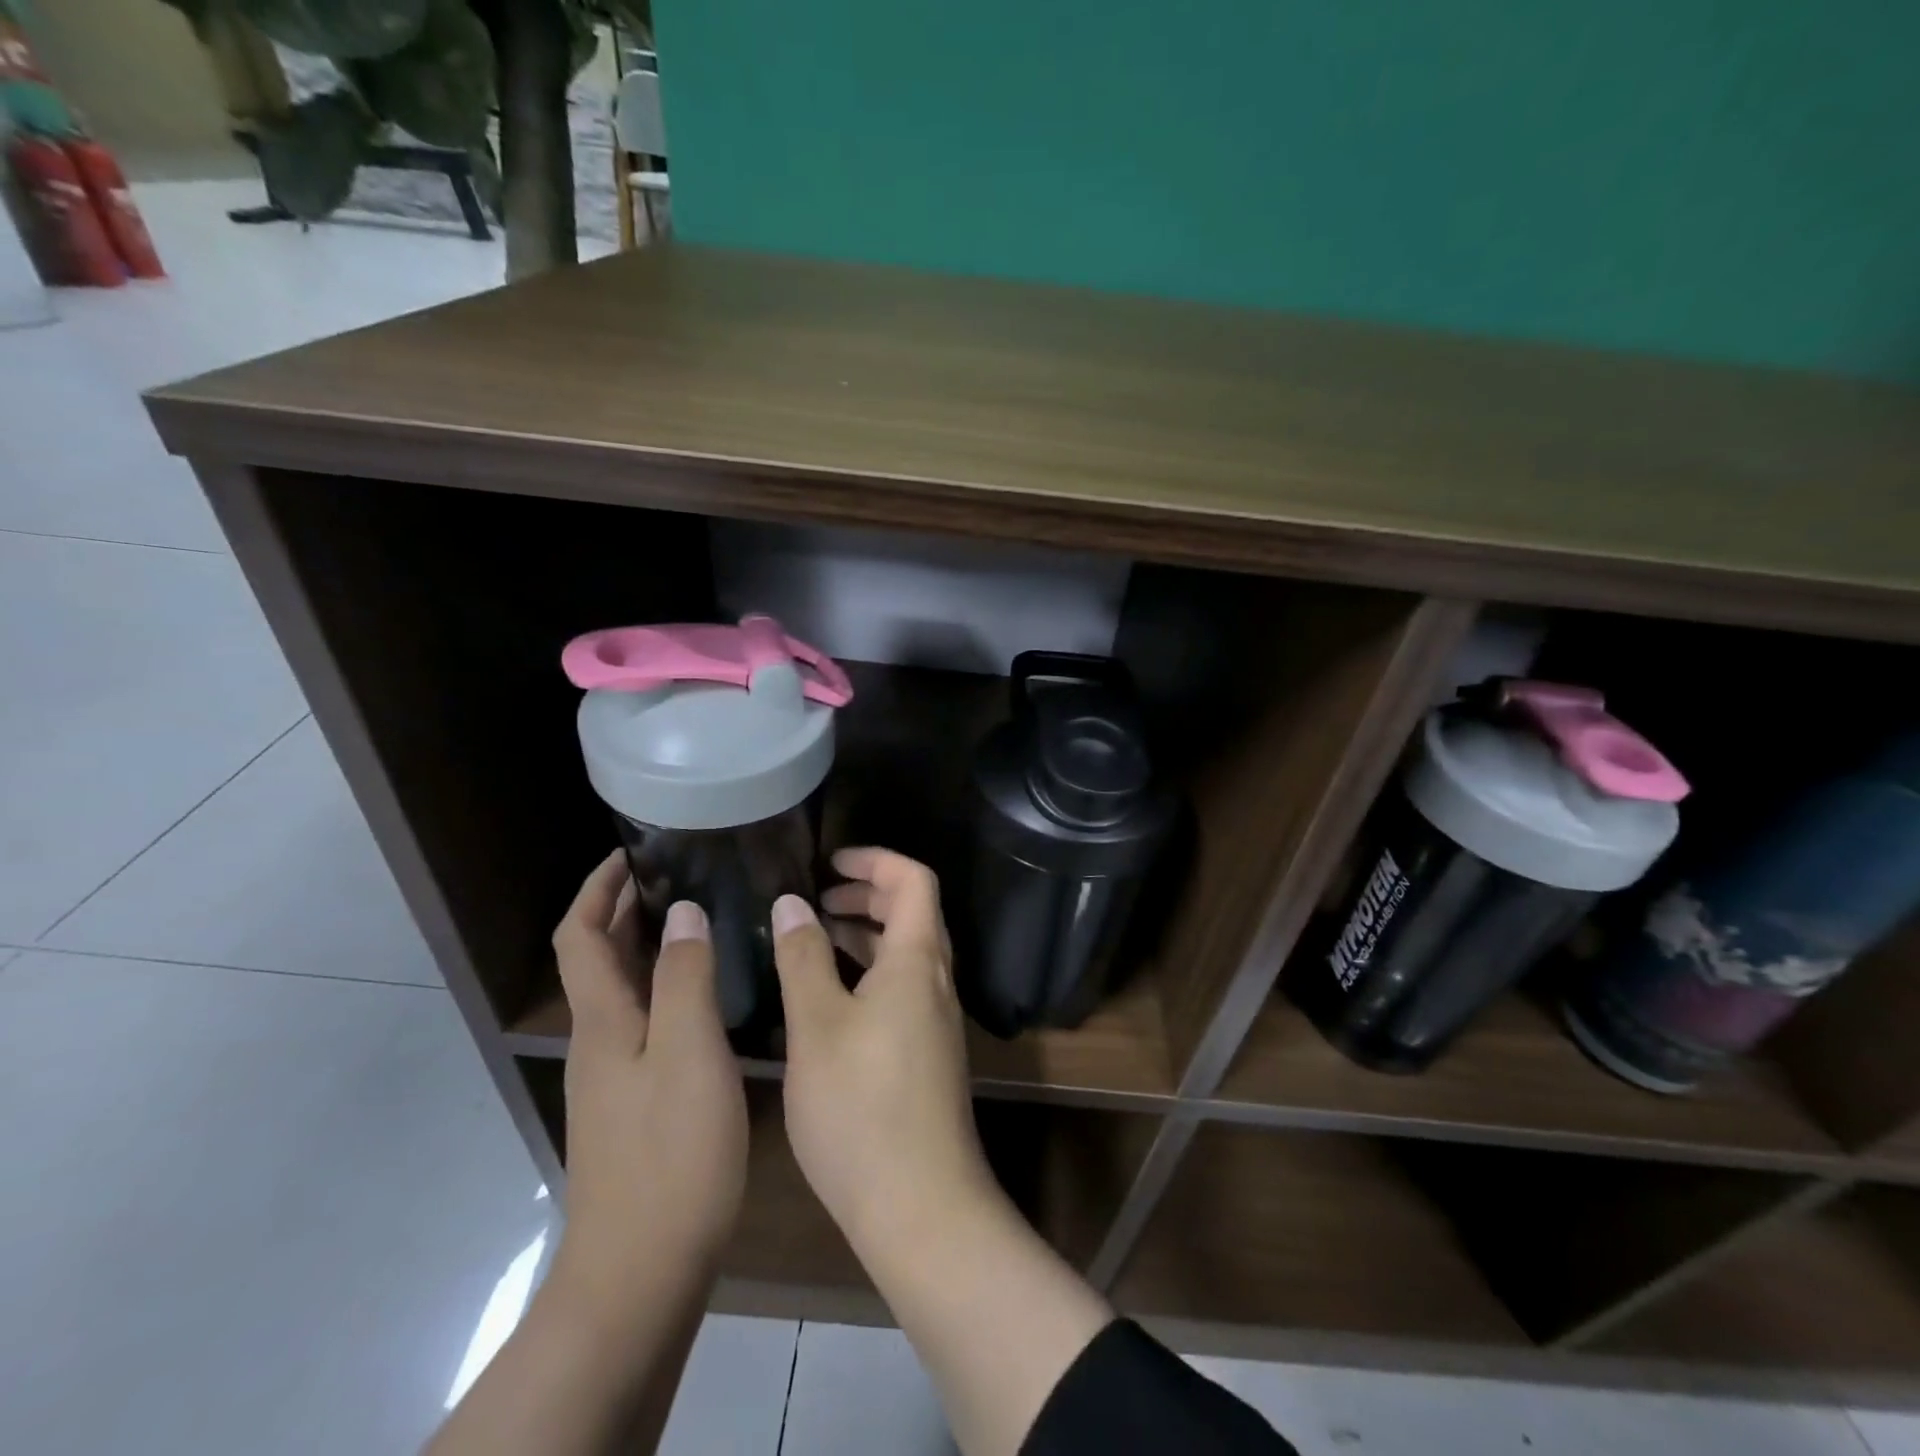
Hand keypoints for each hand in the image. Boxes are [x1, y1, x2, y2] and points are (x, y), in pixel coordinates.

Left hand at [548, 851, 748, 1314]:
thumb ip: (685, 978)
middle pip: (598, 958)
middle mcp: (601, 1039)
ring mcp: (617, 1073)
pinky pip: (648, 1018)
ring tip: (703, 916)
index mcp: (604, 1020)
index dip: (597, 889)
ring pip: (625, 989)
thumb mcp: (689, 1052)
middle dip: (627, 909)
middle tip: (681, 873)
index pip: (579, 936)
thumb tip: (682, 912)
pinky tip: (712, 989)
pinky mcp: (638, 1099)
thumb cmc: (671, 1151)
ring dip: (650, 945)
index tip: (633, 852)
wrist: (643, 1268)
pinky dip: (669, 985)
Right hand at [770, 847, 995, 1252]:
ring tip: (812, 938)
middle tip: (815, 898)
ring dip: (865, 935)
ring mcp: (936, 1019)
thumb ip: (803, 957)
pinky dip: (868, 972)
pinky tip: (827, 996)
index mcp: (918, 960)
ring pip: (905, 953)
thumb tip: (792, 903)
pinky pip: (902, 987)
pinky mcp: (927, 1052)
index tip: (829, 862)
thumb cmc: (861, 1106)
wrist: (920, 1205)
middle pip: (912, 913)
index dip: (875, 860)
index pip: (913, 880)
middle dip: (866, 894)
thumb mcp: (817, 1024)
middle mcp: (936, 981)